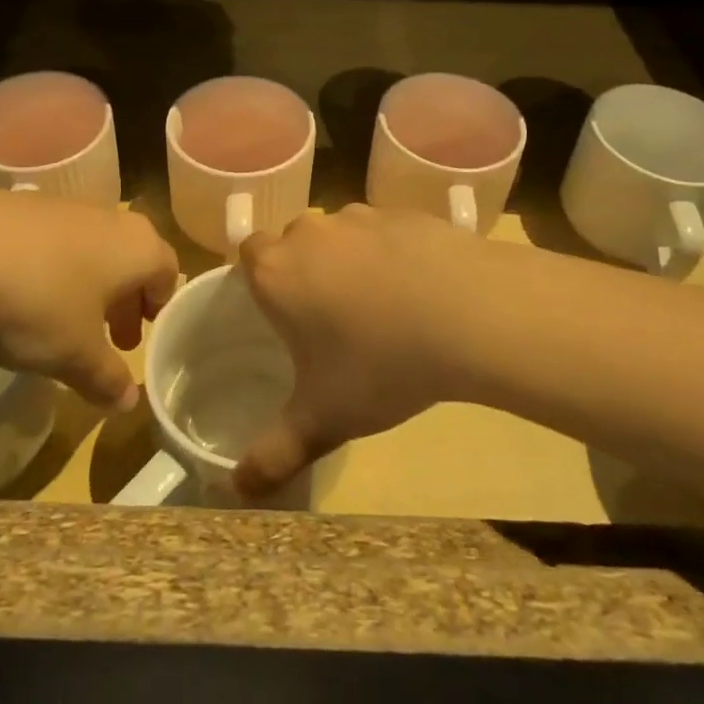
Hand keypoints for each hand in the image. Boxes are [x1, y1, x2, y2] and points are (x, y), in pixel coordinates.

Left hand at [0, 188, 178, 411]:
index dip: (159, 307)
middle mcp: (111, 218)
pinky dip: (53, 268)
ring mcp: (67, 206)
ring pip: (93, 249)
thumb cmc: (37, 301)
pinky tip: (23, 296)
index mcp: (138, 247)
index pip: (167, 272)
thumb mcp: (75, 355)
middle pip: (131, 259)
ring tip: (64, 322)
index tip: (143, 335)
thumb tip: (129, 403)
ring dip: (88, 285)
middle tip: (110, 339)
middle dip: (124, 301)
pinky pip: (55, 241)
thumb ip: (107, 379)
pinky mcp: (25, 205)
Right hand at [234, 205, 495, 496]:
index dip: (261, 279)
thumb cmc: (380, 365)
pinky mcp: (405, 213)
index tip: (283, 312)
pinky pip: (386, 231)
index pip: (248, 254)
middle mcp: (311, 233)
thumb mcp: (324, 419)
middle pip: (295, 242)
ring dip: (351, 261)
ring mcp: (360, 217)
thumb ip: (275, 454)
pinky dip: (393, 253)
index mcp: (277, 272)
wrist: (467, 314)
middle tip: (332, 320)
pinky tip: (421, 291)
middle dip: (306, 272)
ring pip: (342, 235)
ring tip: (383, 308)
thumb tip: (237, 491)